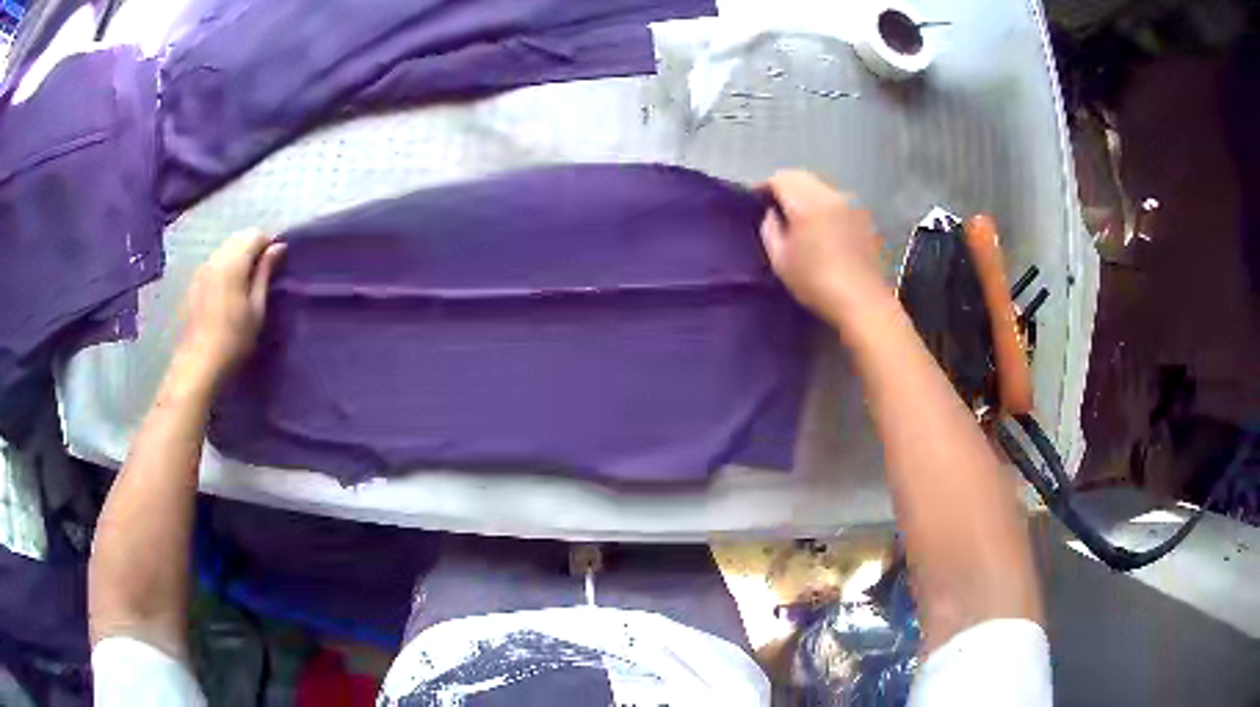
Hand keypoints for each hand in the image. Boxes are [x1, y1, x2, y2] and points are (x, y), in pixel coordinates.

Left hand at [175, 230, 285, 386]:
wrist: (198, 365)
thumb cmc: (233, 339)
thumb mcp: (257, 308)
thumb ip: (265, 273)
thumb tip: (278, 247)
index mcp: (233, 261)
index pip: (255, 234)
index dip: (269, 245)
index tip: (276, 266)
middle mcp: (215, 258)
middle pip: (238, 238)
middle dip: (253, 249)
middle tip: (262, 276)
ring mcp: (201, 269)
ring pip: (225, 250)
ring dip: (238, 258)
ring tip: (245, 285)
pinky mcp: (193, 283)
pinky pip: (214, 263)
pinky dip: (224, 268)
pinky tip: (227, 294)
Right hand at [760, 170, 889, 327]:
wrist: (862, 301)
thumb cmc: (816, 283)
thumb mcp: (780, 260)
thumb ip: (770, 229)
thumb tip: (772, 213)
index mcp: (806, 202)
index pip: (779, 179)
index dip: (764, 186)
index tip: (755, 199)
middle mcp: (830, 194)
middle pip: (801, 177)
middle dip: (785, 186)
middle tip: (774, 205)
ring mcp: (850, 203)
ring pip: (820, 186)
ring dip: (805, 193)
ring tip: (797, 214)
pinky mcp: (862, 216)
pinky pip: (836, 199)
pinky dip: (823, 204)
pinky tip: (820, 225)